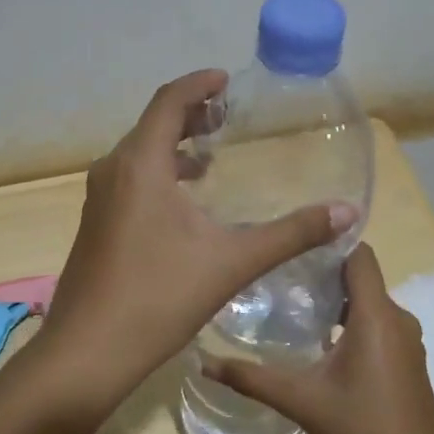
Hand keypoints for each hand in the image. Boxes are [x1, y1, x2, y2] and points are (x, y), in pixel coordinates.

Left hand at [34, 69, 357, 420]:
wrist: (87, 352)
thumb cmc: (159, 297)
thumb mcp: (232, 262)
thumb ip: (291, 234)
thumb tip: (346, 212)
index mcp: (140, 164)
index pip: (169, 101)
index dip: (199, 84)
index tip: (227, 80)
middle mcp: (113, 171)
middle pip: (152, 125)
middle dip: (190, 115)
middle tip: (227, 118)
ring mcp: (99, 200)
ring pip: (138, 155)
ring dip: (174, 148)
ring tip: (211, 159)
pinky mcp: (95, 226)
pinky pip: (129, 181)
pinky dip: (159, 176)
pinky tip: (184, 207)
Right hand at [206, 243, 433, 433]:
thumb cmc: (360, 429)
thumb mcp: (301, 400)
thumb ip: (251, 378)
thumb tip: (202, 364)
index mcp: (376, 315)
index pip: (359, 254)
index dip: (329, 243)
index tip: (292, 247)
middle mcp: (397, 318)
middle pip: (361, 277)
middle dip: (323, 273)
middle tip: (280, 278)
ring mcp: (407, 340)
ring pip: (370, 303)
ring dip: (337, 301)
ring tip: (294, 309)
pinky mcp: (408, 360)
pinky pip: (379, 324)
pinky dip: (352, 323)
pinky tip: (322, 344)